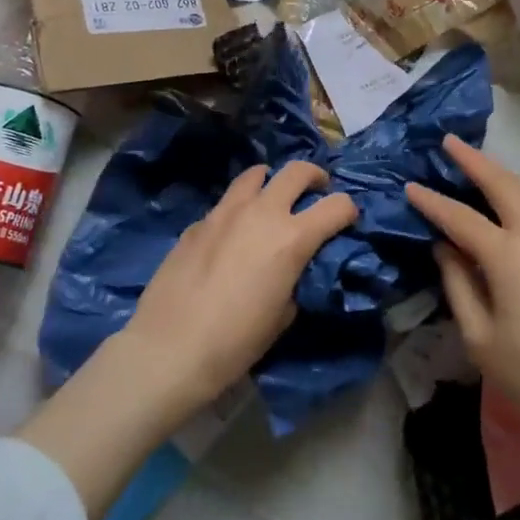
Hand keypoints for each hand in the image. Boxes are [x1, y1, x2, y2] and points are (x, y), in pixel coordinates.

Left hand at [121, 161, 357, 428]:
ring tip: (271, 200)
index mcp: (292, 237)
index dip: (348, 210)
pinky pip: (225, 203)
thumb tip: (293, 267)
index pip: (337, 205)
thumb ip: (296, 278)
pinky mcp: (197, 222)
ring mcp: (225, 212)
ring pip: (255, 174)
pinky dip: (238, 209)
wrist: (170, 348)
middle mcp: (262, 212)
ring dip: (271, 182)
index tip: (347, 220)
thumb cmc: (236, 342)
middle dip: (314, 176)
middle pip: (297, 170)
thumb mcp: (283, 315)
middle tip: (316, 191)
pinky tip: (231, 235)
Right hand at [405, 136, 519, 461]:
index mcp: (509, 257)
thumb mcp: (480, 339)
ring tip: (478, 163)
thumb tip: (445, 248)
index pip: (461, 218)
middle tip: (450, 141)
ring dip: (501, 173)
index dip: (432, 202)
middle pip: (505, 186)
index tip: (410, 185)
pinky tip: (509, 204)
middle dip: (475, 160)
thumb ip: (458, 285)